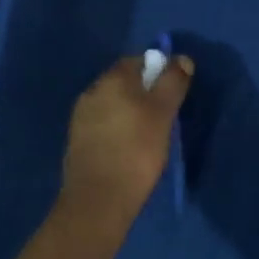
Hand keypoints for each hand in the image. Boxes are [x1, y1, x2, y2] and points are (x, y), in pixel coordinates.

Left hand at [60, 54, 193, 224]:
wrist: (98, 198)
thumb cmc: (137, 150)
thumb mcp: (163, 113)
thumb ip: (172, 83)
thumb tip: (181, 59)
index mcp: (112, 79)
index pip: (137, 61)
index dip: (157, 70)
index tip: (173, 90)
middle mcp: (92, 90)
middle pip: (123, 82)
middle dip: (143, 91)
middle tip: (165, 113)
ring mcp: (81, 116)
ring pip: (111, 104)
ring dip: (129, 111)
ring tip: (148, 134)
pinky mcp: (77, 141)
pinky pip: (102, 124)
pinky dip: (117, 129)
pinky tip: (128, 148)